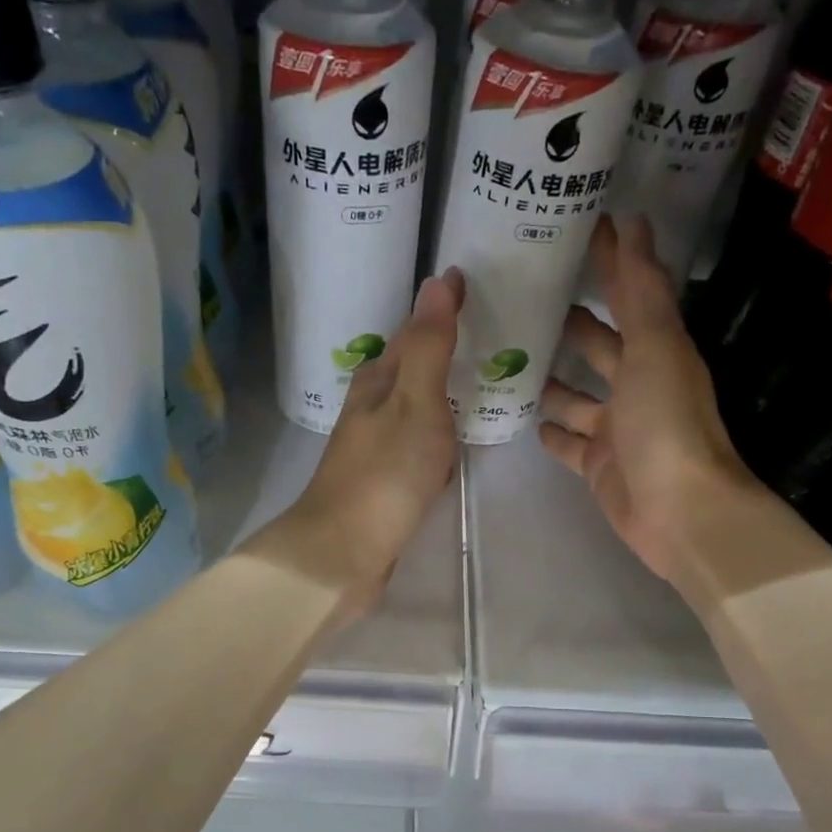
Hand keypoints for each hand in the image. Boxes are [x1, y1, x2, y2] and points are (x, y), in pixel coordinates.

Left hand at [257, 269, 461, 617]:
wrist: (345, 552)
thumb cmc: (385, 474)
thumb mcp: (415, 402)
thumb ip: (430, 347)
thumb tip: (437, 280)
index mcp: (377, 382)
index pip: (413, 333)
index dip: (441, 311)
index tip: (470, 286)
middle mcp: (370, 409)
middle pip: (410, 371)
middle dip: (441, 352)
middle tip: (486, 332)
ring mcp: (374, 449)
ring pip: (413, 410)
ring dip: (439, 396)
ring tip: (479, 383)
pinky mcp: (382, 484)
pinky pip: (417, 448)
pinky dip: (436, 439)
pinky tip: (451, 449)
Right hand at [540, 216, 762, 583]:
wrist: (678, 512)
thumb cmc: (665, 424)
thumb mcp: (656, 347)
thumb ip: (641, 290)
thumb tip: (633, 222)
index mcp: (656, 351)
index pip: (629, 294)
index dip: (609, 261)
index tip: (577, 228)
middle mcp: (637, 385)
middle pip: (599, 345)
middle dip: (570, 322)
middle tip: (522, 298)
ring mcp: (615, 428)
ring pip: (577, 396)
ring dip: (551, 378)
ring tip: (509, 355)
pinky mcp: (598, 465)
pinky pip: (569, 442)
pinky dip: (550, 430)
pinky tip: (523, 415)